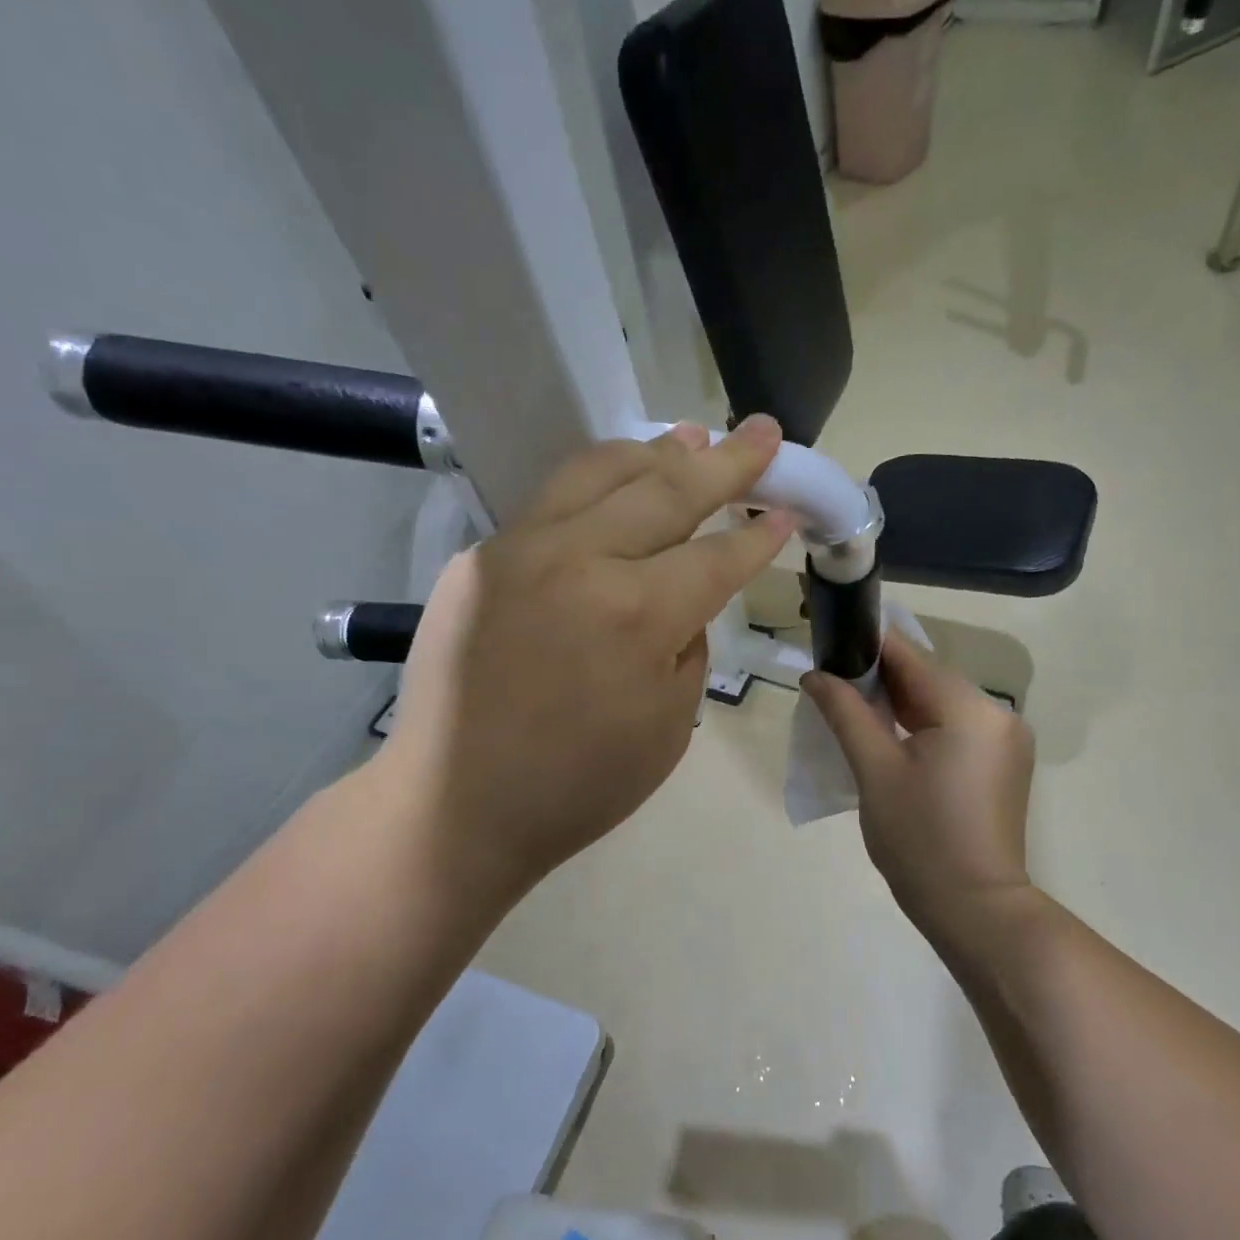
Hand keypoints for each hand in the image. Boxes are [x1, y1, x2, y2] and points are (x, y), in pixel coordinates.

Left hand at [376, 417, 794, 914]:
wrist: (453, 807)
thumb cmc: (577, 785)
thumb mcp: (669, 726)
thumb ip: (687, 645)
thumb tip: (682, 597)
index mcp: (636, 615)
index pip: (716, 557)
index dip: (757, 537)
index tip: (786, 512)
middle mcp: (578, 560)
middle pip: (667, 490)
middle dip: (727, 461)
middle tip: (764, 433)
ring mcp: (520, 549)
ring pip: (602, 472)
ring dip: (658, 452)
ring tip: (695, 436)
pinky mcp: (481, 556)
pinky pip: (554, 501)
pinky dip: (601, 480)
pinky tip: (622, 479)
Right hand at [803, 634, 1035, 937]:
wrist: (975, 909)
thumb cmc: (919, 840)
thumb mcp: (874, 771)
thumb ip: (845, 713)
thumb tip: (815, 675)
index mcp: (969, 708)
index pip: (909, 655)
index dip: (865, 646)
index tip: (828, 645)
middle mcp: (997, 712)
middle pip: (928, 677)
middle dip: (879, 678)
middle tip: (831, 686)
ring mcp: (1006, 738)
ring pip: (941, 702)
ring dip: (899, 703)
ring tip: (853, 711)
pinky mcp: (1004, 762)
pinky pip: (956, 726)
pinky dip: (922, 725)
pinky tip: (890, 737)